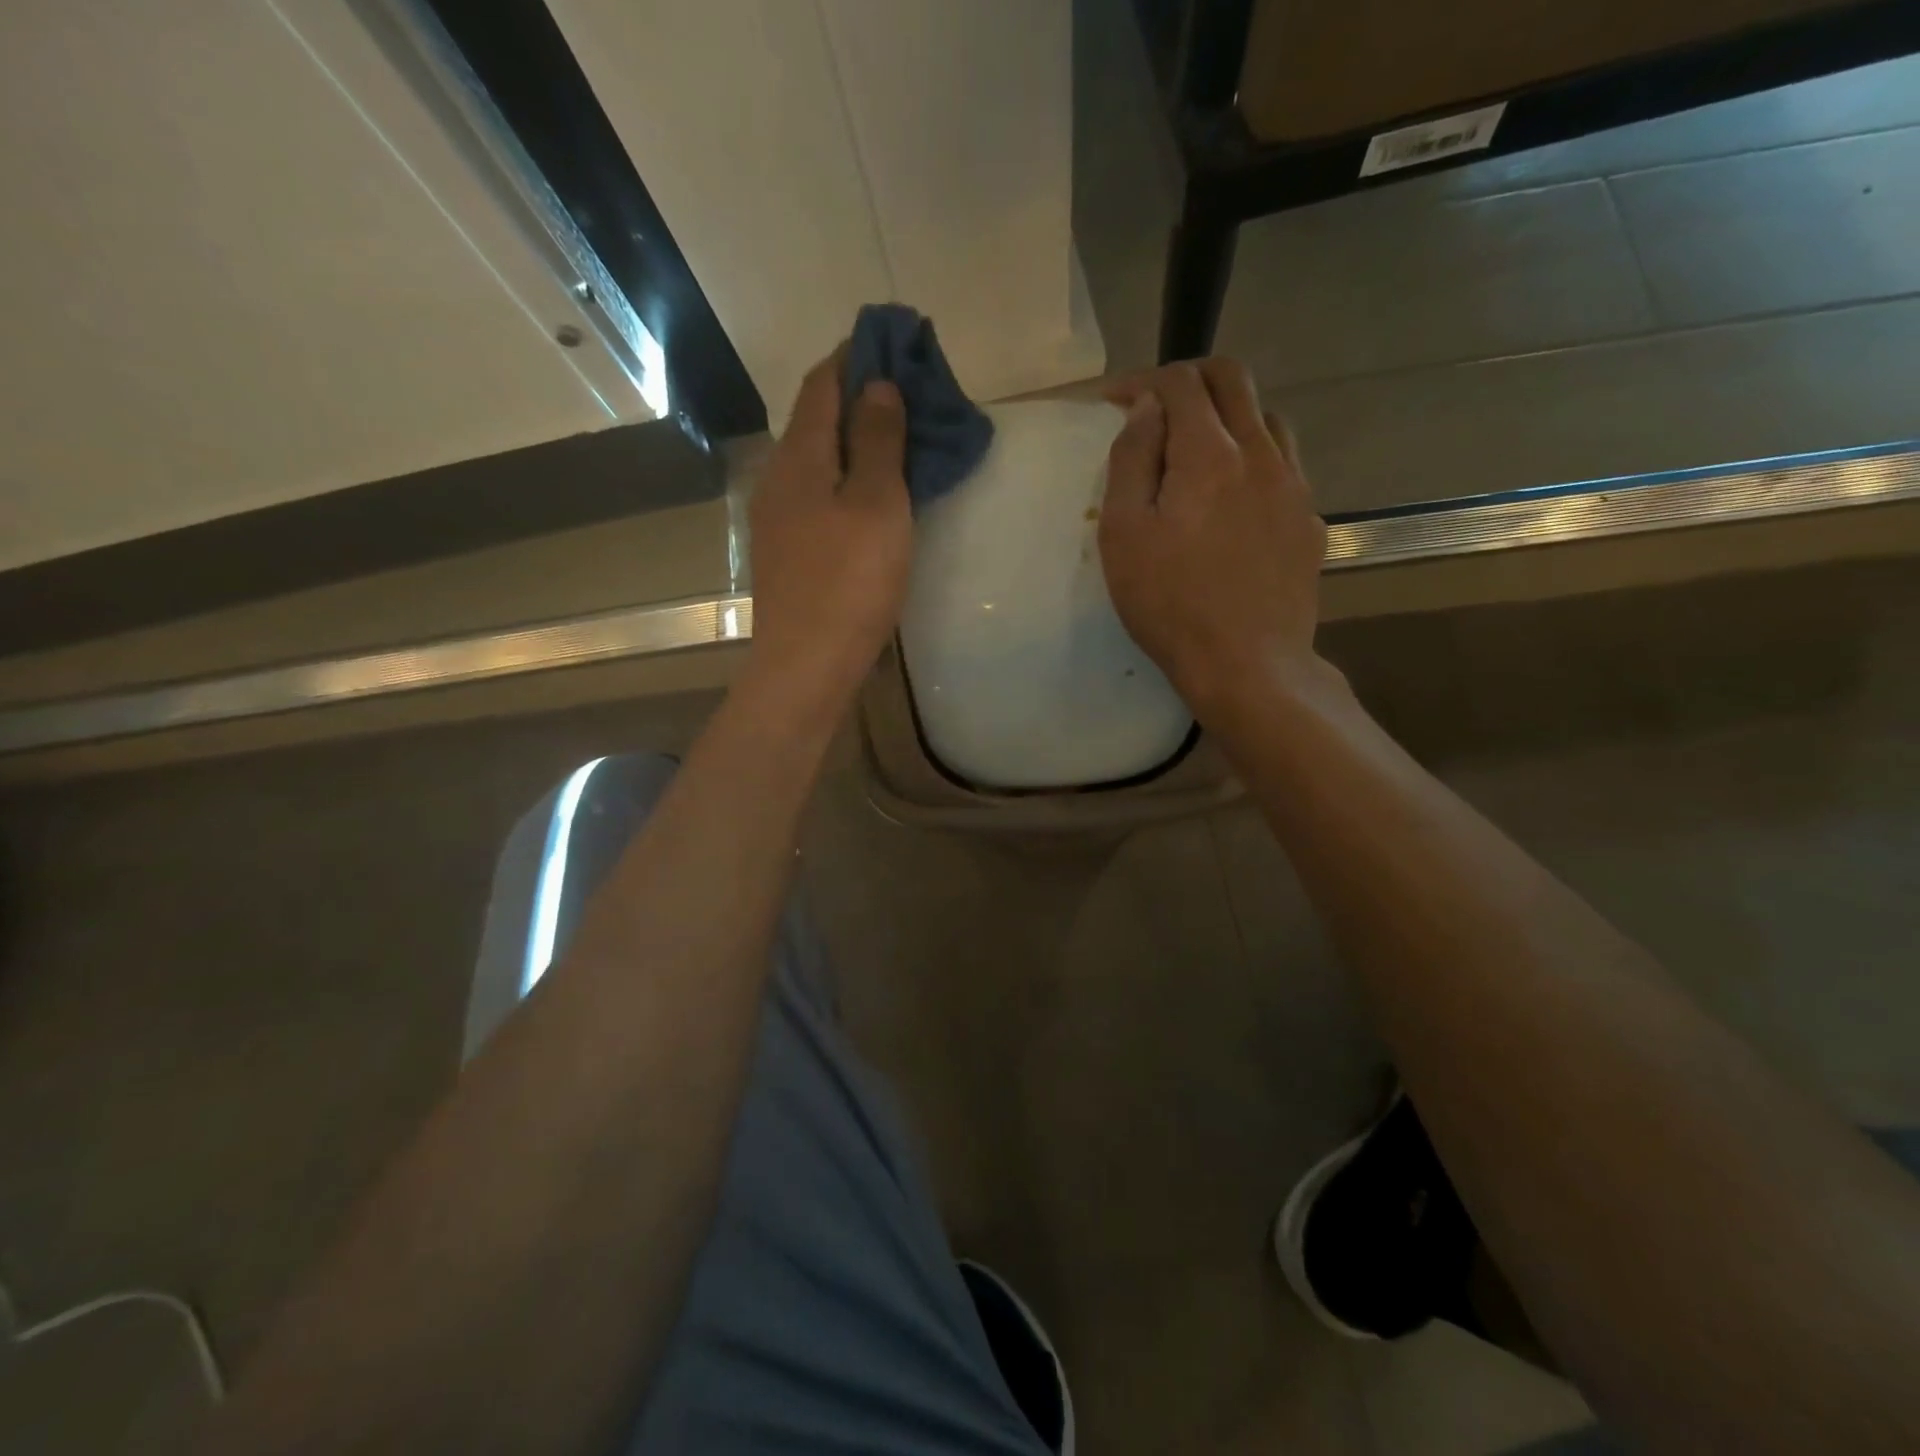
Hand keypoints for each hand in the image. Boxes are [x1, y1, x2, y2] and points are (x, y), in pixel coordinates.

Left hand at [745, 349, 912, 714]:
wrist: (806, 664)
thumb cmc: (850, 582)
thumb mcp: (878, 504)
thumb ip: (879, 441)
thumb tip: (876, 384)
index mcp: (800, 456)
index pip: (823, 382)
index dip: (855, 354)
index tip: (893, 338)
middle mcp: (779, 477)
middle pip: (816, 418)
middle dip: (857, 395)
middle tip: (908, 391)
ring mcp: (777, 517)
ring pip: (818, 459)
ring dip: (854, 439)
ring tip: (898, 438)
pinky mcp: (786, 550)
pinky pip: (818, 492)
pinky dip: (846, 476)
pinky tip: (871, 493)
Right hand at [1098, 358, 1328, 716]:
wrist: (1248, 664)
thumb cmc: (1170, 604)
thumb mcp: (1124, 535)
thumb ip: (1132, 461)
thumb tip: (1145, 408)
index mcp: (1209, 454)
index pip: (1179, 383)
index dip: (1142, 380)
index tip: (1114, 400)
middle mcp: (1261, 454)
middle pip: (1233, 380)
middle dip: (1189, 379)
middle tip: (1156, 406)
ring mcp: (1294, 486)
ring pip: (1266, 417)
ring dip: (1227, 414)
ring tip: (1197, 449)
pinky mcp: (1309, 520)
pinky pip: (1284, 464)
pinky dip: (1253, 457)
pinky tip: (1234, 496)